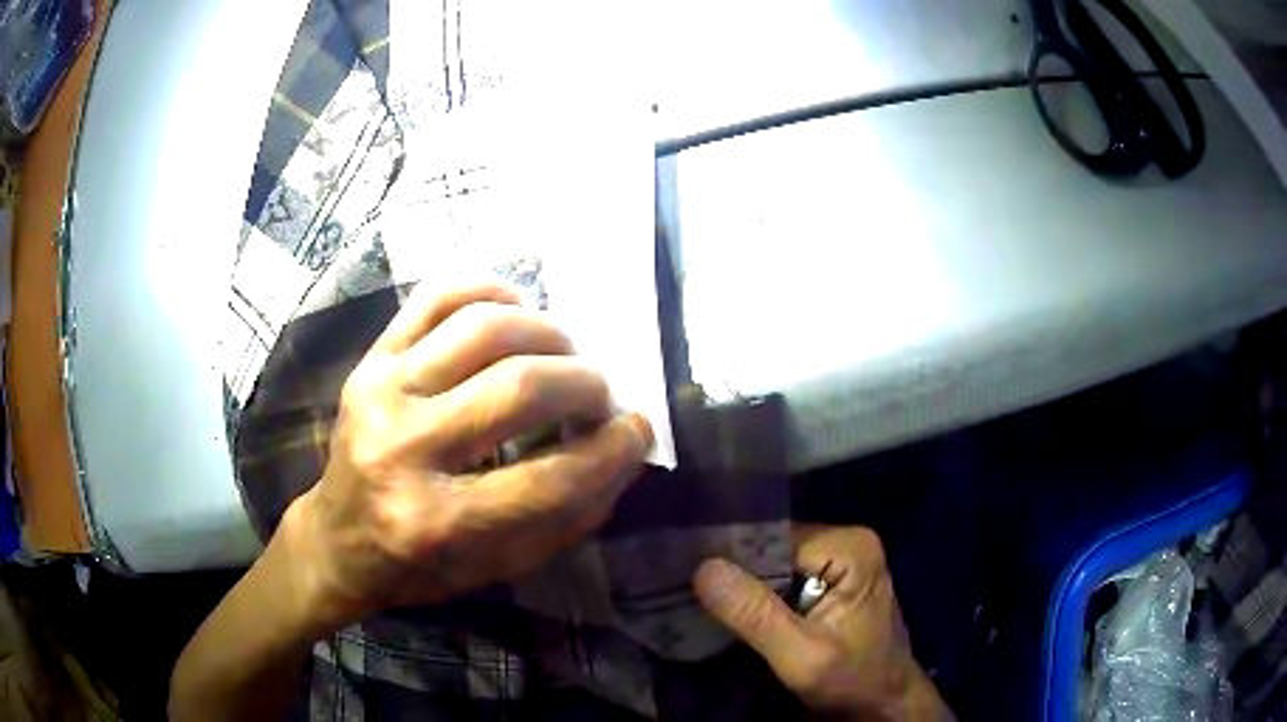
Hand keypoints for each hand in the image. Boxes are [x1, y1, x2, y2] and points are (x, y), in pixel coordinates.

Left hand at [284, 282, 652, 631]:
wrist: (339, 539)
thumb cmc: (422, 566)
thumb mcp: (502, 565)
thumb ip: (570, 513)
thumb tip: (625, 448)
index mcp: (439, 522)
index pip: (552, 477)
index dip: (613, 449)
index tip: (638, 431)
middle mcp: (404, 448)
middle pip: (521, 387)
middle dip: (586, 385)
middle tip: (600, 396)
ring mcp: (380, 392)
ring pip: (484, 329)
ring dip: (548, 333)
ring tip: (564, 355)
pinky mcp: (369, 359)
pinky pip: (438, 296)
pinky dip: (490, 291)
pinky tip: (517, 311)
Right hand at [693, 526, 952, 720]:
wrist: (883, 702)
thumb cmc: (853, 680)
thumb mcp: (802, 656)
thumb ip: (756, 615)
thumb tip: (704, 568)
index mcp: (851, 547)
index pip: (773, 540)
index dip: (733, 561)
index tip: (689, 579)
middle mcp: (847, 542)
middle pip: (772, 549)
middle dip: (737, 575)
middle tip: (689, 595)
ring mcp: (840, 560)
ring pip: (773, 564)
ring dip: (745, 588)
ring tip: (704, 603)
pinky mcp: (831, 581)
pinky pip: (783, 579)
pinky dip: (759, 597)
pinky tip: (734, 613)